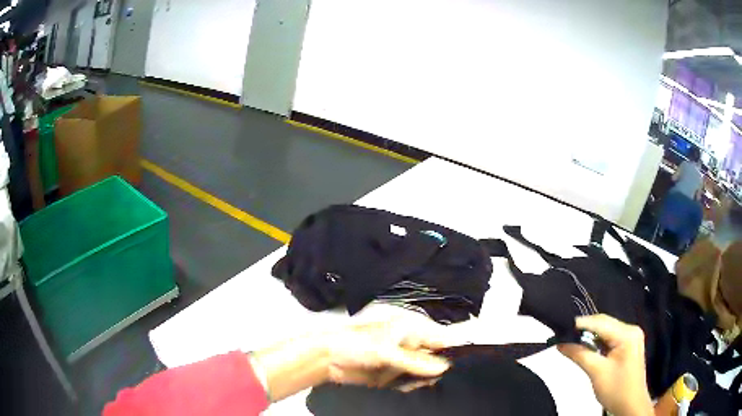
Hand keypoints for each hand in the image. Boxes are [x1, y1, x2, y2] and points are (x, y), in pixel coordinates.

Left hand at [251, 319, 450, 401]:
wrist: (327, 359)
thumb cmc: (354, 344)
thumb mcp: (386, 352)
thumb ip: (415, 361)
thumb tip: (444, 366)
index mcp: (410, 327)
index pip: (440, 337)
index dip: (454, 348)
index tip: (466, 363)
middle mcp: (409, 342)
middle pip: (436, 355)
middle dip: (440, 367)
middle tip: (444, 379)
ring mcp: (402, 358)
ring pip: (425, 370)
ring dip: (426, 378)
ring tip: (424, 383)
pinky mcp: (395, 373)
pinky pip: (412, 380)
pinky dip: (413, 385)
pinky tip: (408, 387)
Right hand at [558, 315, 652, 415]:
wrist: (631, 405)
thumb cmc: (616, 389)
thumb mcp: (596, 373)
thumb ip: (580, 355)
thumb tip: (561, 344)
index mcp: (627, 333)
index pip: (601, 322)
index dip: (580, 324)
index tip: (560, 328)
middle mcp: (631, 330)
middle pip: (604, 324)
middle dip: (584, 330)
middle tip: (563, 336)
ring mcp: (631, 337)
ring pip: (606, 331)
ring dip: (589, 337)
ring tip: (571, 342)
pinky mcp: (628, 345)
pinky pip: (609, 339)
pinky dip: (597, 343)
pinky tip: (586, 348)